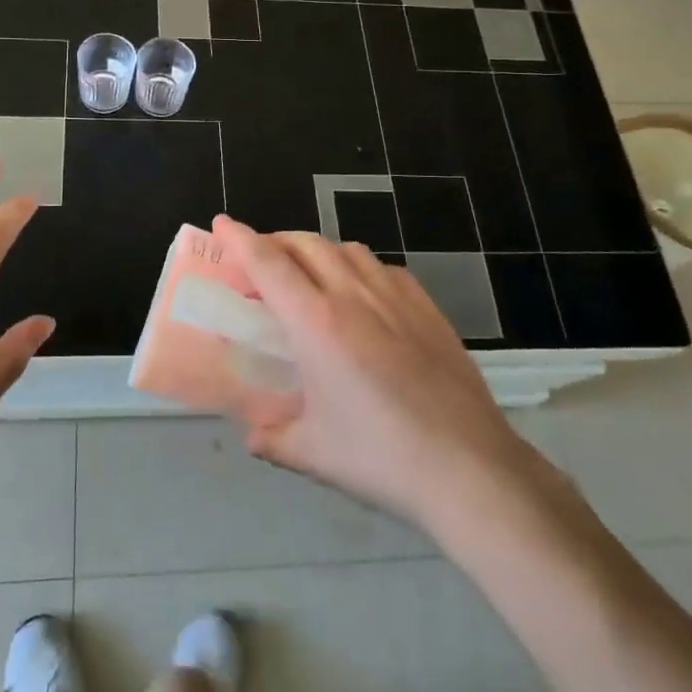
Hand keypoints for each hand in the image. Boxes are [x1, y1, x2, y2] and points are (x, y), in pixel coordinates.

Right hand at [214, 216, 565, 541]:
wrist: (469, 468)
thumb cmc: (381, 459)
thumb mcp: (312, 454)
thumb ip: (272, 438)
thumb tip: (253, 434)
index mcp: (316, 323)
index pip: (268, 263)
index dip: (240, 238)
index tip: (221, 223)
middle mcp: (352, 296)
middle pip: (305, 244)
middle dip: (274, 242)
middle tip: (257, 262)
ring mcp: (395, 297)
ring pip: (346, 249)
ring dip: (316, 251)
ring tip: (307, 276)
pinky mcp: (427, 308)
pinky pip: (382, 269)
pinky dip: (357, 268)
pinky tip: (361, 296)